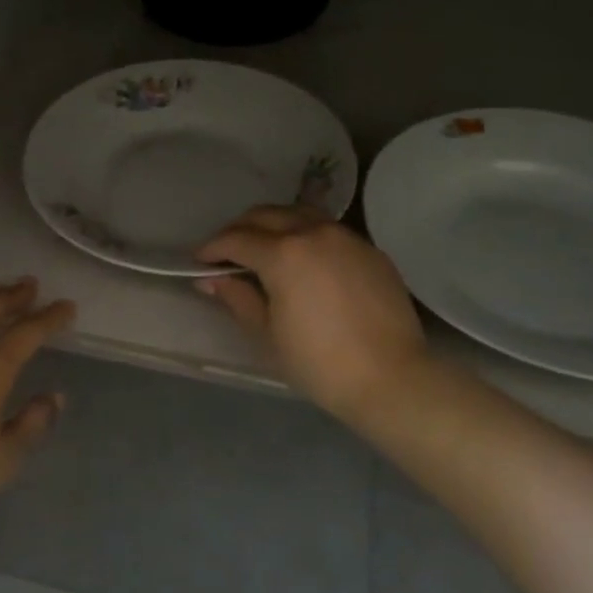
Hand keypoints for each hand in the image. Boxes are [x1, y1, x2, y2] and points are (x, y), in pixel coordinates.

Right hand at [197, 206, 426, 424]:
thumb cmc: (319, 363)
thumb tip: (211, 280)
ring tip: (263, 248)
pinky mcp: (370, 249)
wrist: (393, 378)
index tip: (199, 260)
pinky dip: (306, 235)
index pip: (236, 239)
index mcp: (283, 253)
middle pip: (266, 215)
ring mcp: (346, 237)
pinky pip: (328, 230)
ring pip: (299, 214)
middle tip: (227, 252)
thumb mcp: (267, 334)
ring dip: (274, 225)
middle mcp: (313, 232)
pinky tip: (304, 261)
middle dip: (240, 229)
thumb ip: (237, 298)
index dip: (212, 248)